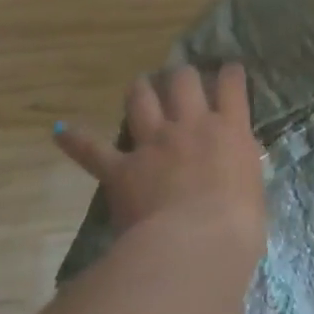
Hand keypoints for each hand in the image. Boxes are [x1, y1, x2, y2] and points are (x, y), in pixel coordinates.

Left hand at [54, 64, 265, 253]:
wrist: (195, 243)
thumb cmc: (238, 224)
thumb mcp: (252, 186)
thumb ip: (241, 166)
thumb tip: (235, 164)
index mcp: (230, 130)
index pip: (232, 85)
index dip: (230, 73)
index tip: (230, 69)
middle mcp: (191, 125)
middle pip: (184, 81)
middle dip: (182, 75)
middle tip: (181, 77)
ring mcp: (154, 143)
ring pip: (143, 100)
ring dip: (141, 89)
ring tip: (141, 85)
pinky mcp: (122, 168)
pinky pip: (92, 150)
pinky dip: (76, 140)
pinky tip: (61, 131)